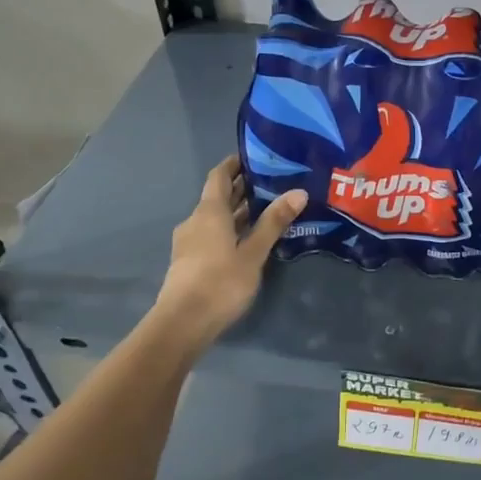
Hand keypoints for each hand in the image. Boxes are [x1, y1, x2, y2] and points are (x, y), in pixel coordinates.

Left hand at [155, 156, 306, 344]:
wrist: (182, 323)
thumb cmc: (220, 282)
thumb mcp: (254, 253)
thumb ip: (274, 223)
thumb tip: (298, 192)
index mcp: (209, 212)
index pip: (220, 176)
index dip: (235, 164)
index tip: (256, 156)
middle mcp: (196, 220)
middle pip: (219, 196)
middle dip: (242, 188)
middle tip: (273, 182)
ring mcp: (190, 242)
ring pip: (217, 218)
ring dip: (238, 211)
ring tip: (268, 209)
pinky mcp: (191, 261)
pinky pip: (213, 234)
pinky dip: (232, 229)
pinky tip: (251, 239)